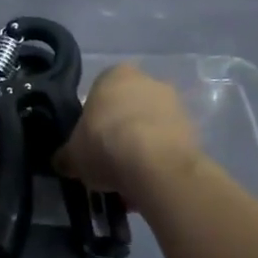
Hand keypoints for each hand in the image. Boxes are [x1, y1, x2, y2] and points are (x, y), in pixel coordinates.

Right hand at [53, 63, 199, 208]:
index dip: (93, 120)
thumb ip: (66, 155)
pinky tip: (148, 182)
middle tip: (109, 160)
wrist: (154, 165)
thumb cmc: (104, 144)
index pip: (99, 93)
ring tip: (129, 179)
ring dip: (142, 147)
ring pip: (151, 127)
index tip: (90, 142)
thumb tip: (62, 162)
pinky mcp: (195, 129)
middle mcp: (148, 80)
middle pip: (128, 108)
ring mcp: (175, 104)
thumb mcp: (72, 154)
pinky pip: (169, 145)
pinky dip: (159, 160)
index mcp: (114, 74)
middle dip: (120, 131)